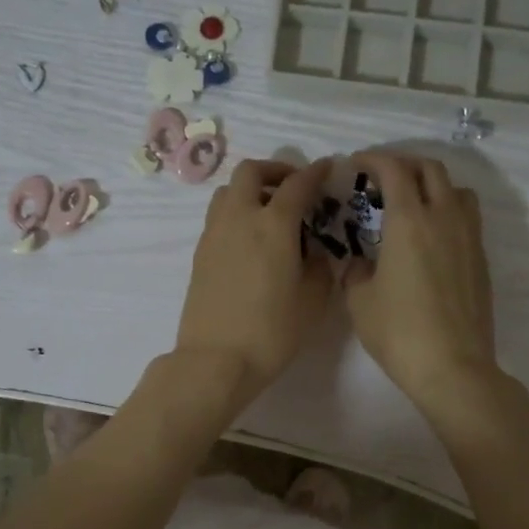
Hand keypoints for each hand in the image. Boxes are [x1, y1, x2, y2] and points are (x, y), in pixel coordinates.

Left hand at [173, 157, 334, 412]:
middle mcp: (240, 218)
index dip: (315, 172)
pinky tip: (252, 240)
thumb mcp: (312, 300)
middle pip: (251, 172)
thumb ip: (318, 266)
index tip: (328, 168)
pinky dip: (237, 213)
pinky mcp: (200, 254)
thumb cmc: (272, 332)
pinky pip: (219, 217)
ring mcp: (214, 234)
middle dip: (275, 170)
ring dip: (251, 190)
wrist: (216, 360)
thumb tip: (313, 251)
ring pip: (228, 192)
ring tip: (270, 213)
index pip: (297, 184)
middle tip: (294, 188)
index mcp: (273, 224)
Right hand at [345, 152, 499, 422]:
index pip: (394, 169)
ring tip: (413, 202)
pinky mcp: (481, 260)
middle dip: (404, 164)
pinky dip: (447, 211)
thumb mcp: (359, 301)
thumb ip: (356, 271)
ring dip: (433, 185)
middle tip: (382, 178)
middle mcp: (444, 218)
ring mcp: (469, 238)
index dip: (373, 159)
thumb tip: (361, 264)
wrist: (452, 366)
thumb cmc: (398, 331)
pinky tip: (430, 237)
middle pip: (431, 169)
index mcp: (409, 221)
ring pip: (456, 190)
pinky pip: (467, 218)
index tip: (356, 163)